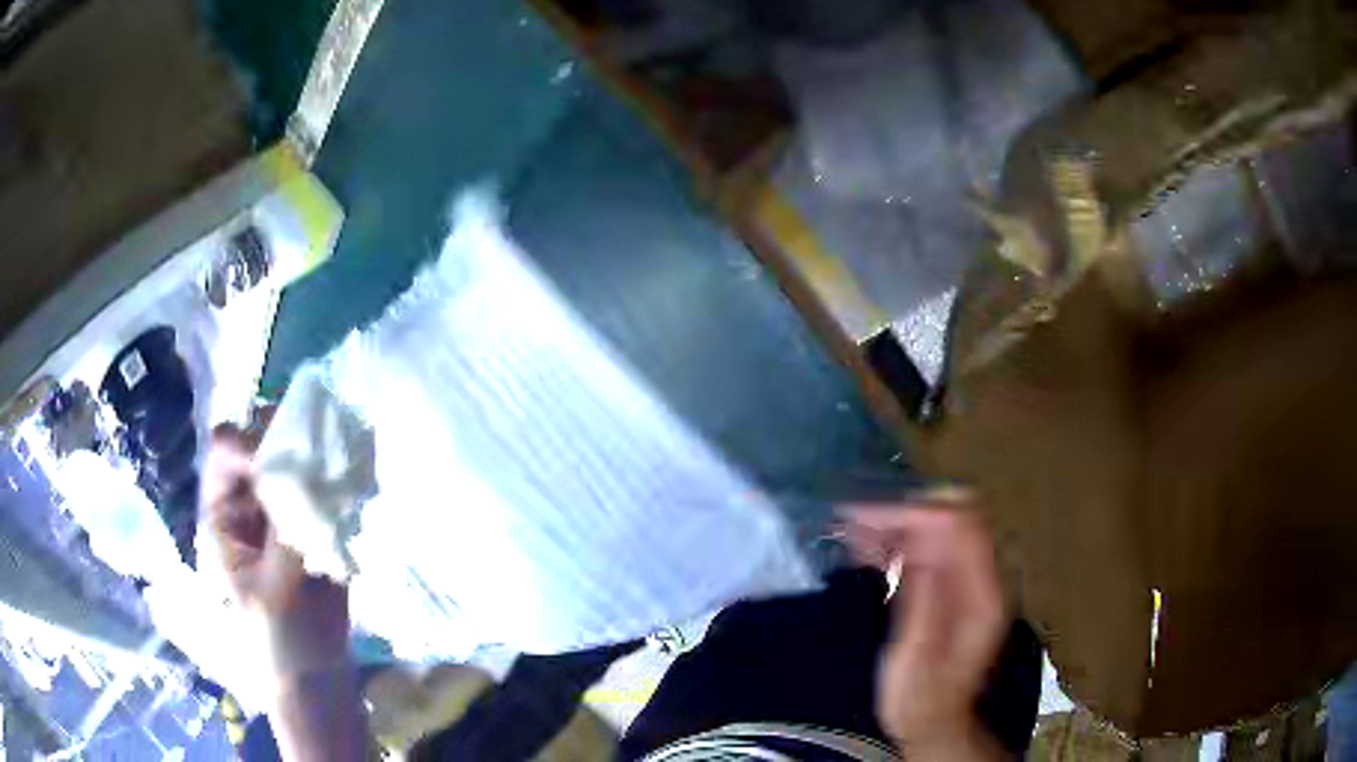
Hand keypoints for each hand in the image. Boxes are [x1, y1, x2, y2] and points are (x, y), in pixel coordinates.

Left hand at [201, 422, 348, 675]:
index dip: (249, 443)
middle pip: (261, 441)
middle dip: (289, 438)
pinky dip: (341, 477)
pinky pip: (325, 484)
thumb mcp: (273, 591)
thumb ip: (285, 537)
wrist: (317, 674)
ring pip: (295, 457)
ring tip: (345, 464)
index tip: (285, 463)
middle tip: (324, 451)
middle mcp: (249, 499)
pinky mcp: (316, 520)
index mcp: (223, 513)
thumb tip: (309, 478)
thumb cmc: (279, 640)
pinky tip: (356, 485)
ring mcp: (283, 508)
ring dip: (319, 455)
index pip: (224, 452)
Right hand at [840, 502, 1006, 756]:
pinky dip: (899, 541)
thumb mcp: (916, 657)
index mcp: (982, 595)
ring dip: (898, 524)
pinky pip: (928, 548)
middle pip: (954, 517)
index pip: (961, 527)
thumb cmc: (919, 699)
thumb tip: (916, 547)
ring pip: (939, 528)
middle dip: (905, 512)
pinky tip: (867, 548)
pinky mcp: (950, 587)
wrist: (931, 723)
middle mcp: (983, 578)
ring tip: (852, 530)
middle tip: (855, 521)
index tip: (867, 519)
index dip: (916, 514)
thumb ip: (922, 601)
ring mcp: (968, 581)